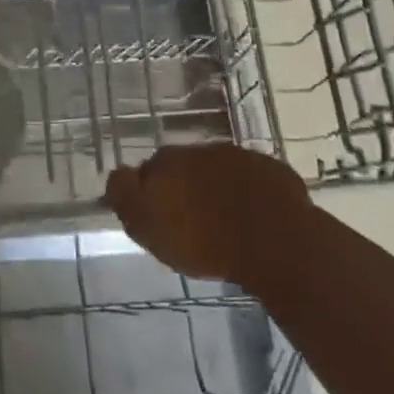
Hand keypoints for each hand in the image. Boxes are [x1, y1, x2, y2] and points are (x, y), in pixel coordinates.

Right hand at [104, 143, 314, 293]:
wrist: (276, 243)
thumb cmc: (204, 241)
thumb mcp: (147, 227)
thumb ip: (125, 196)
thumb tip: (118, 174)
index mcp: (168, 161)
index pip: (149, 170)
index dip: (152, 193)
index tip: (160, 217)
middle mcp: (201, 150)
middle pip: (185, 167)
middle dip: (185, 187)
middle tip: (191, 221)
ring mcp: (240, 157)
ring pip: (219, 171)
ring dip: (217, 189)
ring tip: (224, 221)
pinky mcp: (273, 171)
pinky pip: (252, 180)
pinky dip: (249, 193)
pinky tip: (254, 218)